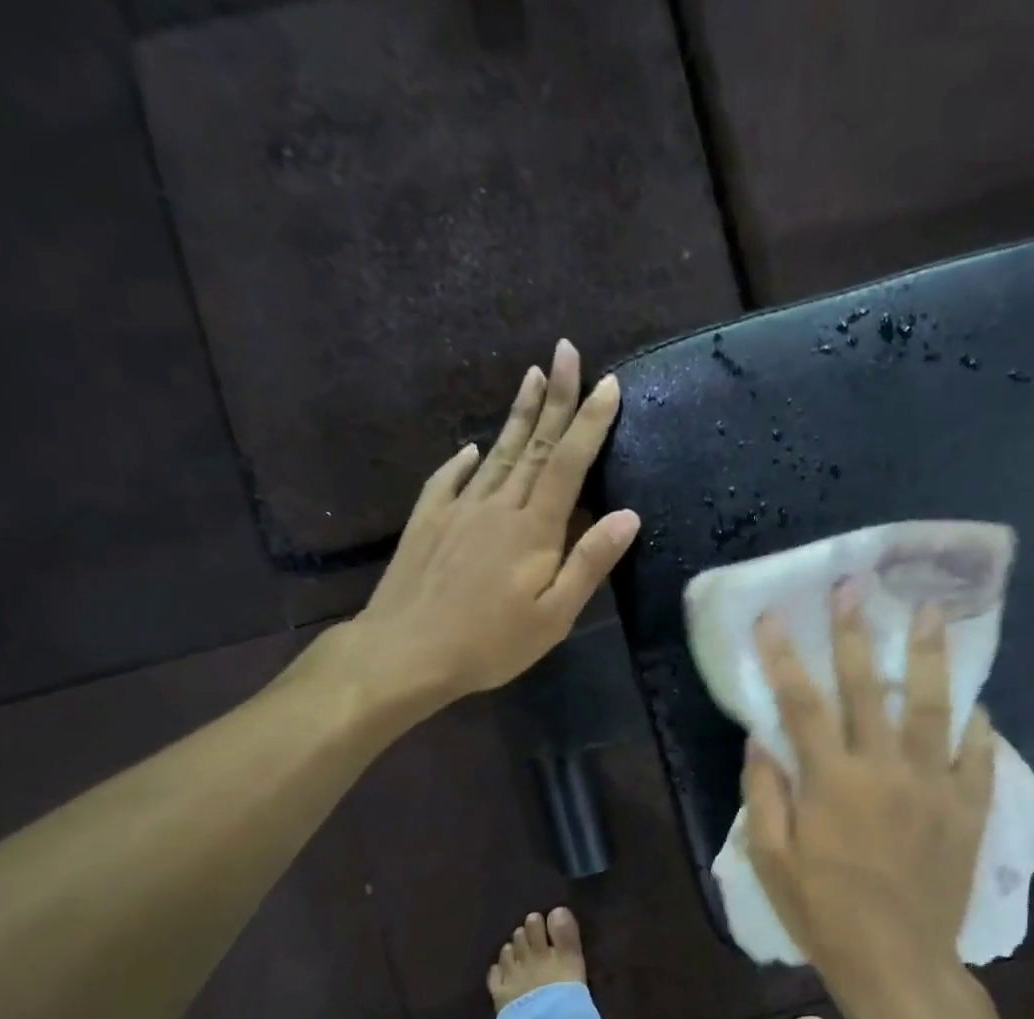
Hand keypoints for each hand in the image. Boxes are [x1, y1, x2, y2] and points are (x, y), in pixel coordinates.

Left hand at [339, 339, 638, 706]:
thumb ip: (589, 563)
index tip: (607, 383)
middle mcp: (497, 506)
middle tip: (566, 352)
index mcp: (533, 529)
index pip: (568, 463)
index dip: (590, 423)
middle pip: (532, 445)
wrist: (405, 652)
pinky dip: (462, 460)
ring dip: (516, 415)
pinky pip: (449, 479)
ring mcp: (457, 509)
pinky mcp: (427, 521)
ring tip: (532, 377)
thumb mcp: (553, 617)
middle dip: (556, 398)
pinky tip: (469, 448)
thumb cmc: (489, 643)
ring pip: (494, 453)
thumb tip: (627, 515)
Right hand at [744, 582, 995, 993]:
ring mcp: (934, 786)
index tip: (774, 618)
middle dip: (856, 634)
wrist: (898, 963)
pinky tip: (976, 703)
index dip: (784, 658)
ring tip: (932, 612)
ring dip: (929, 655)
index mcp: (832, 782)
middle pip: (867, 688)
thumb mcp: (773, 862)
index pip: (801, 704)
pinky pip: (979, 755)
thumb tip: (760, 741)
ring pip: (933, 706)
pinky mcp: (968, 809)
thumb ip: (765, 796)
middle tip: (854, 587)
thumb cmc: (825, 915)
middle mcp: (885, 770)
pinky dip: (978, 725)